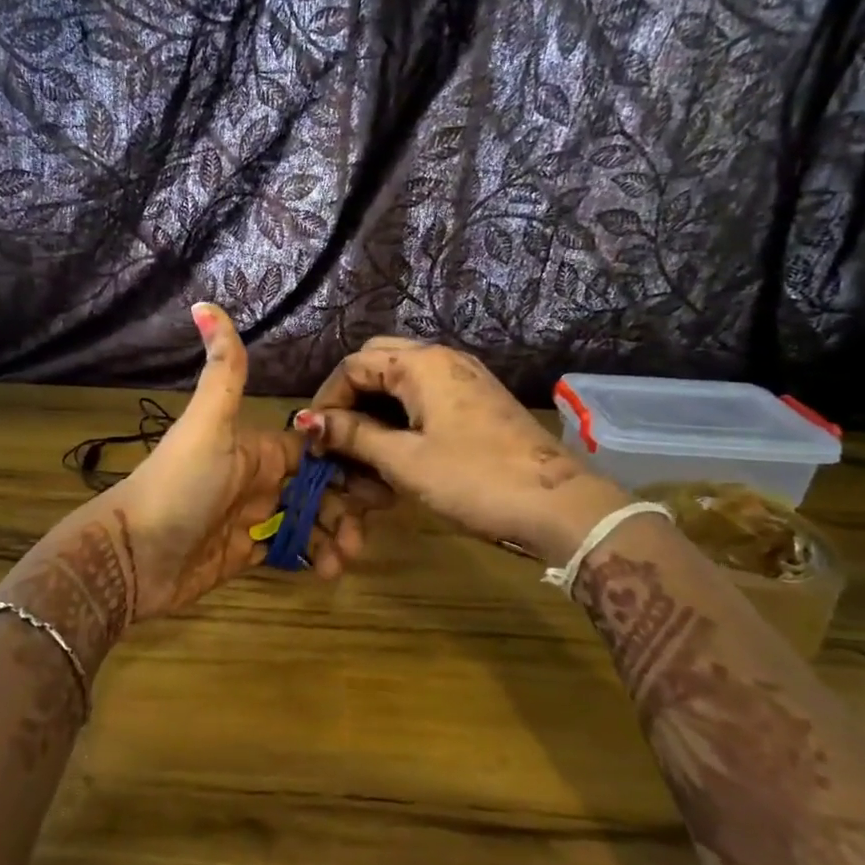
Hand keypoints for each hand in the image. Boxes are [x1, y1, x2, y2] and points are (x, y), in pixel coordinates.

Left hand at [0, 307, 387, 670]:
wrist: (134, 556)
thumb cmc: (178, 485)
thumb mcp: (206, 424)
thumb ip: (223, 371)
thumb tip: (204, 302)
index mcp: (258, 448)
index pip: (315, 449)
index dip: (348, 460)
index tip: (381, 479)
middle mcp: (260, 480)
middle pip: (320, 488)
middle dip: (347, 507)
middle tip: (363, 533)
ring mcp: (254, 518)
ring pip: (310, 522)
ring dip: (334, 536)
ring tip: (344, 559)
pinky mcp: (247, 553)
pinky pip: (290, 551)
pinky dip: (313, 558)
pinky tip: (326, 571)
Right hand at [300, 337, 626, 561]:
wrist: (557, 505)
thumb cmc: (473, 478)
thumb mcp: (404, 460)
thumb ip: (353, 436)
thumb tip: (308, 422)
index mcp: (421, 363)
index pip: (354, 364)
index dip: (327, 399)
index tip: (313, 439)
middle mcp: (442, 358)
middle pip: (377, 363)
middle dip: (350, 397)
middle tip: (336, 438)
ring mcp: (464, 378)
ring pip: (401, 380)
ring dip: (375, 408)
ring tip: (361, 450)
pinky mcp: (477, 401)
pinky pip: (425, 396)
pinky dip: (401, 416)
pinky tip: (396, 450)